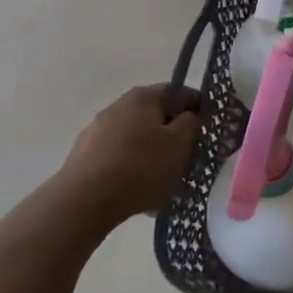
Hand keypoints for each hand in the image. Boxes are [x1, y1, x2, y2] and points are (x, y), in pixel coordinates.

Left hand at [53, 83, 200, 230]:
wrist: (84, 201)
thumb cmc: (141, 167)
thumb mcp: (180, 143)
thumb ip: (192, 122)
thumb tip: (191, 114)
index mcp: (143, 97)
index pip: (179, 92)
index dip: (198, 107)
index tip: (209, 127)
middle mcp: (118, 106)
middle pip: (156, 115)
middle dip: (173, 133)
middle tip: (188, 155)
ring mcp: (97, 131)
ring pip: (137, 138)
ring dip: (152, 152)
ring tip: (164, 179)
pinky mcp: (84, 156)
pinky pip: (119, 157)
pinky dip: (133, 168)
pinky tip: (140, 192)